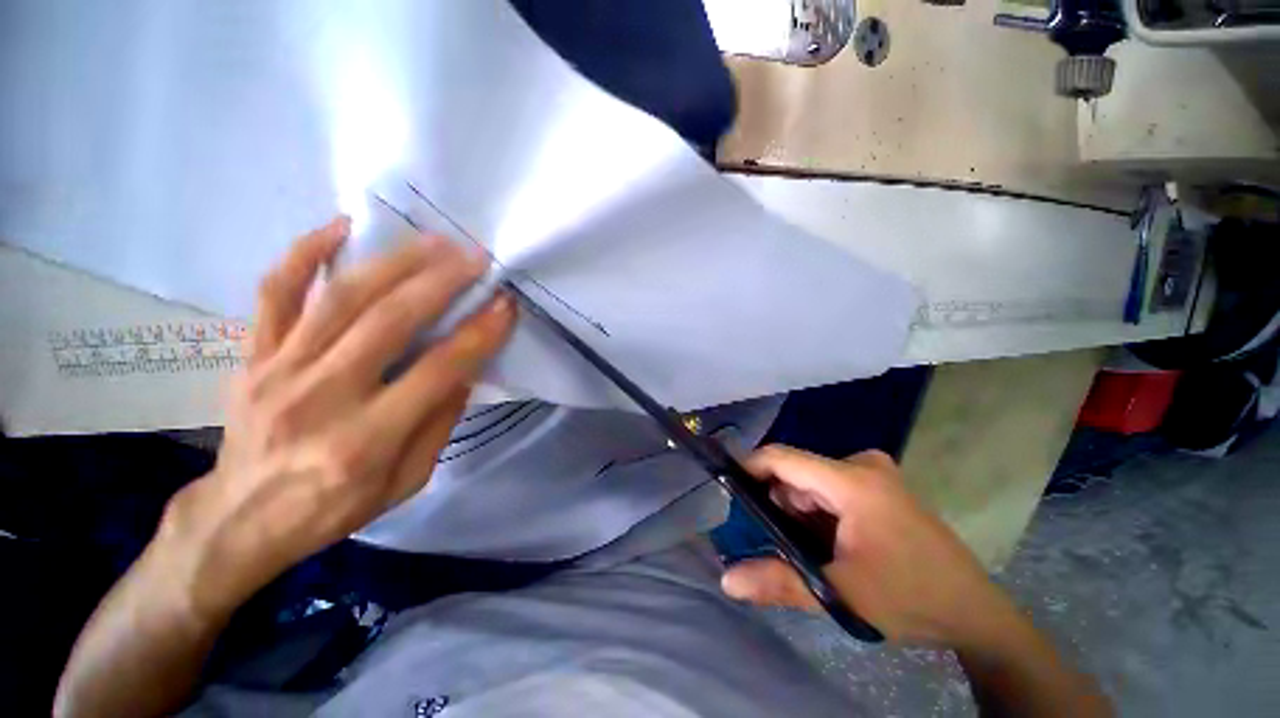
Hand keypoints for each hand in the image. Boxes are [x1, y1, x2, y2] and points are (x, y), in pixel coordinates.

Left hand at [159, 217, 516, 615]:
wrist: (240, 518)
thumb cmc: (334, 508)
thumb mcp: (407, 482)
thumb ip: (440, 422)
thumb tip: (465, 368)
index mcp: (366, 440)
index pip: (438, 371)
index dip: (479, 334)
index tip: (505, 305)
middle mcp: (321, 397)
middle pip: (389, 322)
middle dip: (441, 283)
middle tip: (475, 258)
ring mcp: (279, 369)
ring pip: (341, 298)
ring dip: (394, 262)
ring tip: (433, 241)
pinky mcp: (252, 354)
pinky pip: (274, 292)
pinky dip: (305, 253)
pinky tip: (341, 227)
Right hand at [720, 446, 1015, 647]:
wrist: (975, 613)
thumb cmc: (911, 599)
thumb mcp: (840, 594)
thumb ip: (779, 582)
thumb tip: (727, 580)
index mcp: (853, 481)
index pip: (783, 457)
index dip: (749, 468)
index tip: (727, 491)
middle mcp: (861, 465)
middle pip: (797, 472)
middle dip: (781, 505)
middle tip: (782, 545)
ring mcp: (873, 474)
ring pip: (811, 483)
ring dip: (800, 512)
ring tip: (813, 551)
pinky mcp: (878, 486)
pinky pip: (829, 489)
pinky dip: (818, 512)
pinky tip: (831, 543)